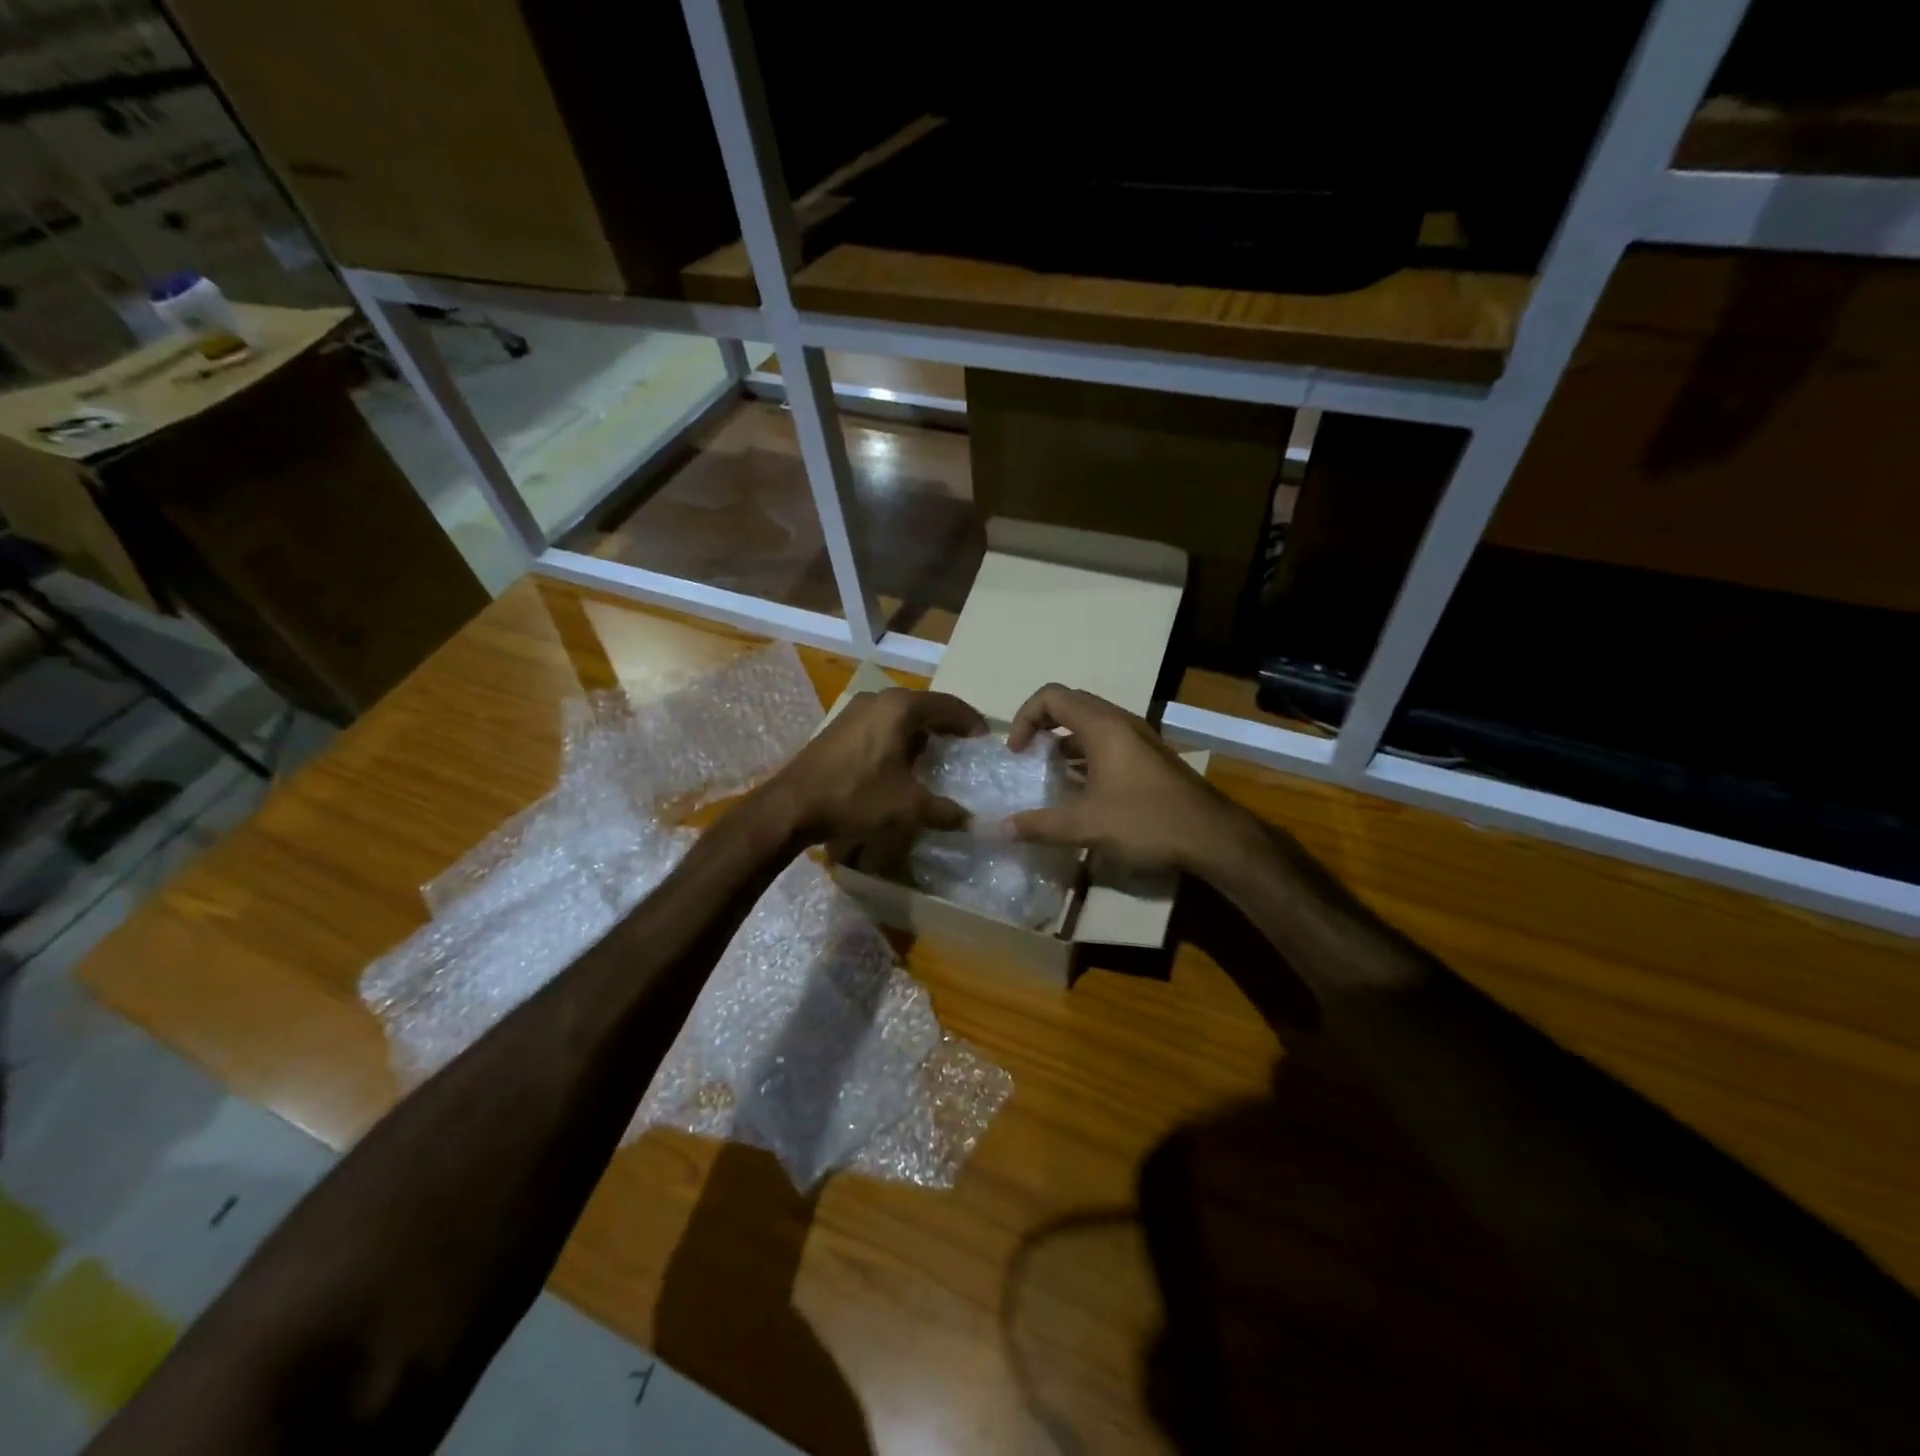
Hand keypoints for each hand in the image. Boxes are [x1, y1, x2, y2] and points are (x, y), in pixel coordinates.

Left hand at [769, 687, 985, 846]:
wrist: (792, 806)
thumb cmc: (856, 797)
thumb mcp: (908, 808)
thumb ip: (945, 812)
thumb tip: (973, 822)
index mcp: (900, 708)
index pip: (949, 705)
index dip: (971, 722)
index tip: (985, 741)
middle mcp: (878, 699)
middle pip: (925, 707)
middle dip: (947, 726)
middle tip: (964, 748)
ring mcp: (855, 710)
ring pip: (901, 715)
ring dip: (921, 732)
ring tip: (936, 757)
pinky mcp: (839, 726)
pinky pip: (881, 724)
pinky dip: (898, 737)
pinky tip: (901, 763)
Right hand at [1005, 684, 1248, 873]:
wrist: (1212, 837)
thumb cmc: (1145, 821)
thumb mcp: (1085, 826)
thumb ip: (1040, 825)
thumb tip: (1000, 829)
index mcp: (1102, 726)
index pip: (1052, 696)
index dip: (1025, 717)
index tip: (1017, 752)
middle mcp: (1121, 722)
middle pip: (1071, 704)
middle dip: (1042, 724)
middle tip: (1028, 755)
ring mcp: (1140, 738)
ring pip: (1092, 723)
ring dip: (1065, 740)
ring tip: (1049, 771)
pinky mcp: (1150, 757)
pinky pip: (1109, 741)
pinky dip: (1086, 753)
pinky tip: (1081, 788)